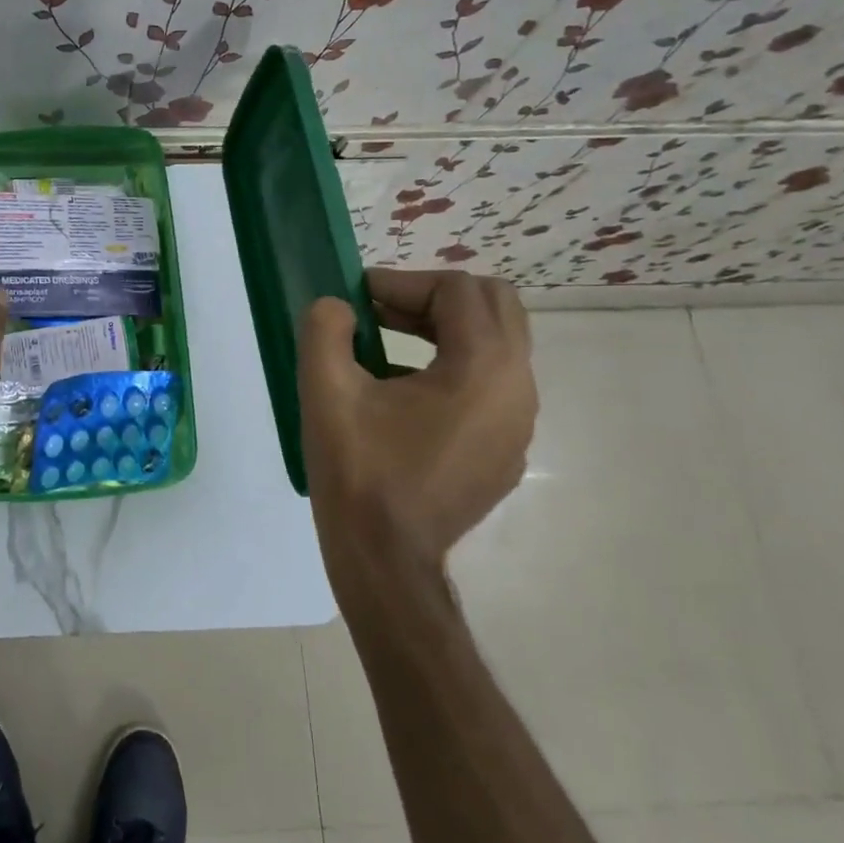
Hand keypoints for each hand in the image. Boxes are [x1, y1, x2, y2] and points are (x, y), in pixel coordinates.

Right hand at [298, 269, 537, 600]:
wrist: (385, 561)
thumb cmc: (358, 472)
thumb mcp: (325, 390)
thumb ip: (326, 328)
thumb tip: (339, 308)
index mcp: (484, 368)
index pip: (457, 290)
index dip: (402, 282)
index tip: (356, 296)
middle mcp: (518, 389)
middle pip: (493, 306)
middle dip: (432, 297)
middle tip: (379, 312)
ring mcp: (518, 425)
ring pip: (496, 345)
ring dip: (443, 330)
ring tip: (384, 346)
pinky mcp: (505, 451)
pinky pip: (490, 386)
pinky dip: (453, 368)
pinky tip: (403, 396)